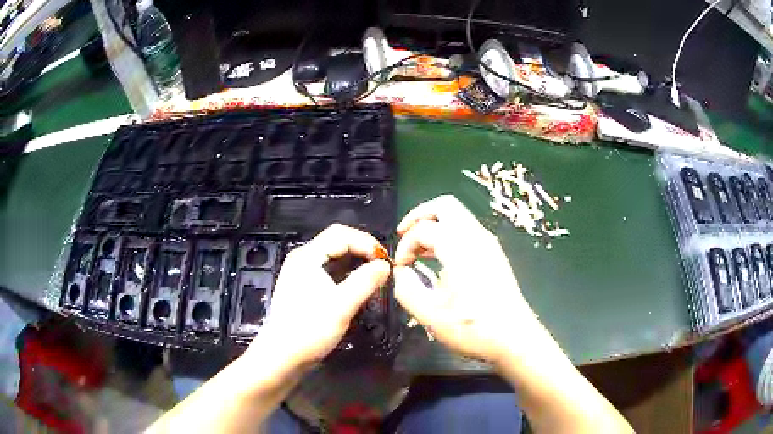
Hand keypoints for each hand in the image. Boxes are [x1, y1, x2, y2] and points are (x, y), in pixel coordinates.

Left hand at [247, 224, 390, 370]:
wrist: (281, 357)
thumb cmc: (309, 330)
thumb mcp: (341, 306)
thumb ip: (365, 282)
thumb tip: (385, 265)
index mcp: (307, 256)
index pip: (341, 234)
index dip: (366, 242)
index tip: (386, 260)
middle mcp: (303, 260)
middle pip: (337, 243)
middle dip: (362, 251)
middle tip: (383, 268)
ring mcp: (301, 275)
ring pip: (333, 259)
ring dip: (355, 264)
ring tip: (374, 278)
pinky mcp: (303, 289)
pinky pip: (328, 273)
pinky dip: (346, 276)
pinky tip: (357, 289)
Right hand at [393, 195, 536, 365]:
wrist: (514, 338)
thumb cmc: (472, 328)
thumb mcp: (429, 314)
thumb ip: (406, 288)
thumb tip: (401, 272)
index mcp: (459, 248)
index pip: (423, 229)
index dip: (405, 245)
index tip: (400, 268)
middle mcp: (476, 238)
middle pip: (445, 205)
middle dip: (420, 216)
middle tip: (404, 235)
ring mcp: (489, 244)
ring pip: (458, 216)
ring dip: (435, 225)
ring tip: (419, 249)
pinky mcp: (494, 254)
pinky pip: (467, 230)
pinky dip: (448, 234)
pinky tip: (440, 259)